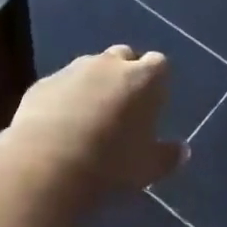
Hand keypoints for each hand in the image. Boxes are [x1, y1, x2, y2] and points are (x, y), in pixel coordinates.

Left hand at [1, 46, 182, 202]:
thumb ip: (167, 156)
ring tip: (88, 118)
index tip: (152, 104)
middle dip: (125, 74)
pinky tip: (58, 126)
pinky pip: (60, 85)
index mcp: (143, 79)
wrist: (45, 165)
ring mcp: (73, 70)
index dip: (157, 81)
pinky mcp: (43, 83)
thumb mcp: (147, 169)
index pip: (159, 64)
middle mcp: (109, 64)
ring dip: (93, 85)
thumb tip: (182, 150)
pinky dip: (64, 98)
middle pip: (123, 57)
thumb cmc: (109, 165)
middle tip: (122, 106)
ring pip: (89, 68)